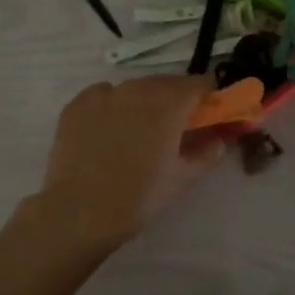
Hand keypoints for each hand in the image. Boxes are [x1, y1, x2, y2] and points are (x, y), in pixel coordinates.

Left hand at [33, 74, 225, 255]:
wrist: (80, 211)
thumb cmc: (139, 196)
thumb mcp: (181, 178)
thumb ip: (205, 154)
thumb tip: (218, 141)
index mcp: (169, 103)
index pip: (199, 84)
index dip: (208, 96)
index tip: (209, 113)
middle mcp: (137, 89)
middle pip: (166, 83)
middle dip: (176, 99)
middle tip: (176, 127)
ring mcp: (103, 94)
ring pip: (133, 88)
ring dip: (144, 102)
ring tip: (139, 131)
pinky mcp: (76, 105)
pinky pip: (102, 95)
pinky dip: (112, 105)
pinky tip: (109, 130)